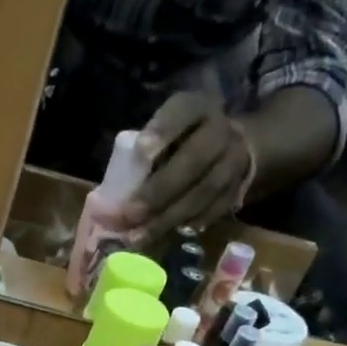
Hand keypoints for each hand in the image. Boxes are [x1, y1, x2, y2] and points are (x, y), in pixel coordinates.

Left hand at [127, 92, 256, 239]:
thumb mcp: (166, 131)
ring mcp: (234, 162)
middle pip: (195, 159)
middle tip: (131, 213)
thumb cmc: (182, 139)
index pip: (183, 111)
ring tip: (138, 237)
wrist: (236, 146)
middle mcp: (221, 132)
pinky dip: (186, 225)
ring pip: (204, 192)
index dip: (164, 129)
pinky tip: (163, 237)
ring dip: (168, 217)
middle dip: (160, 190)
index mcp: (198, 108)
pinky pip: (213, 211)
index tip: (140, 150)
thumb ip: (145, 152)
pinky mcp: (238, 190)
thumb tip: (108, 199)